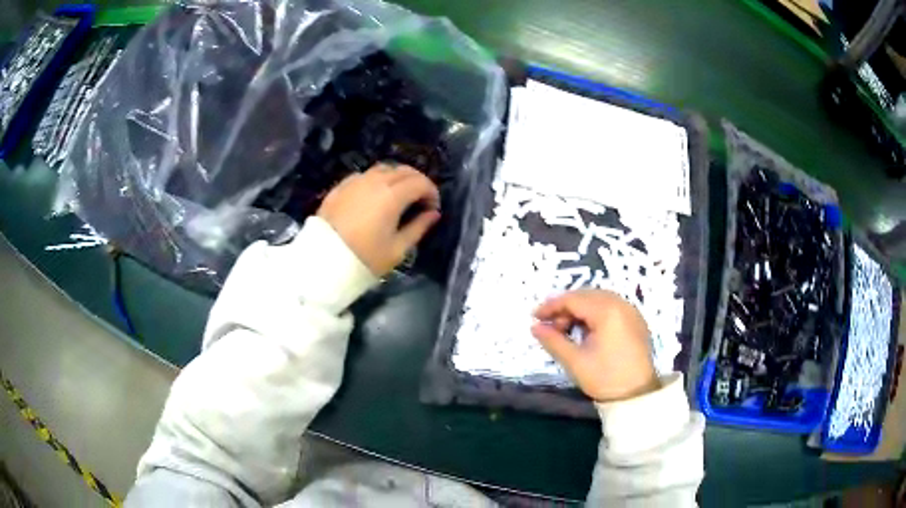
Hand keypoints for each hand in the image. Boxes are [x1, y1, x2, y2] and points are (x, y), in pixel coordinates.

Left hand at [317, 164, 440, 275]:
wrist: (322, 261)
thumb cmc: (364, 258)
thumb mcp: (397, 249)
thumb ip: (418, 227)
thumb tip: (433, 214)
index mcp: (392, 195)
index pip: (421, 182)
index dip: (431, 193)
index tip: (432, 209)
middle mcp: (375, 181)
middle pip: (403, 170)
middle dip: (417, 182)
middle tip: (419, 201)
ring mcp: (355, 181)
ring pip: (384, 169)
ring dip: (397, 178)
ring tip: (399, 196)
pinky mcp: (340, 187)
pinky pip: (365, 175)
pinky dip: (377, 180)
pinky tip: (375, 196)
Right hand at [532, 290, 658, 402]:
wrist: (636, 395)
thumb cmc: (604, 378)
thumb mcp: (575, 361)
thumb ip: (553, 340)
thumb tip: (535, 327)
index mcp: (607, 311)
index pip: (574, 299)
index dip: (552, 306)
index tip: (535, 317)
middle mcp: (621, 304)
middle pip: (587, 295)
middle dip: (565, 307)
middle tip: (550, 326)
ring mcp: (631, 311)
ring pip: (599, 299)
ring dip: (579, 309)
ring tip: (566, 328)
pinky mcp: (635, 321)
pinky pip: (611, 307)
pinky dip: (594, 313)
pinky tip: (585, 330)